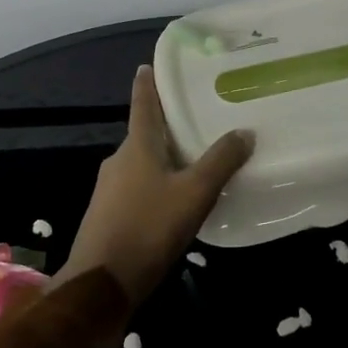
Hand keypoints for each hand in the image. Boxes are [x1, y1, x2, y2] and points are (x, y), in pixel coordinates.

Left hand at [59, 65, 253, 304]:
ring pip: (141, 164)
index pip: (143, 105)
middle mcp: (119, 161)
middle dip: (165, 126)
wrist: (102, 282)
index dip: (147, 85)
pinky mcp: (108, 215)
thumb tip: (244, 131)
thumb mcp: (194, 193)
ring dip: (162, 158)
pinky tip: (173, 201)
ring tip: (192, 160)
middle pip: (144, 135)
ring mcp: (109, 190)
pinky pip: (136, 189)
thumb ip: (221, 162)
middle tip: (194, 119)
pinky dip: (155, 185)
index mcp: (137, 147)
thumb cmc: (149, 228)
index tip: (147, 66)